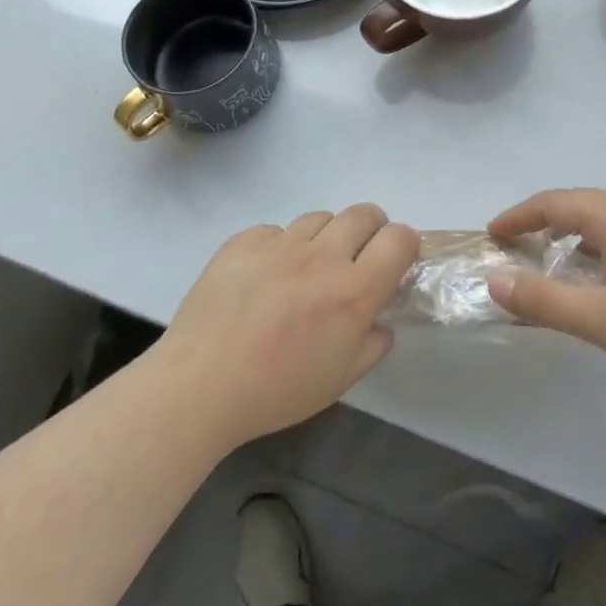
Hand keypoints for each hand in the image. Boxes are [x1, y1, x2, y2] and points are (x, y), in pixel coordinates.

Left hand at [155, 205, 418, 447]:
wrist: (199, 385)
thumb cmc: (275, 392)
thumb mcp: (339, 381)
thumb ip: (372, 346)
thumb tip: (381, 322)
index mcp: (352, 292)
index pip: (399, 239)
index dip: (405, 244)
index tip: (395, 261)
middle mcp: (321, 257)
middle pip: (364, 214)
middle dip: (372, 230)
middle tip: (357, 258)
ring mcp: (280, 244)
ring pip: (320, 218)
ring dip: (326, 237)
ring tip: (307, 269)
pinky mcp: (244, 240)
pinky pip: (276, 231)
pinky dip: (281, 247)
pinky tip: (265, 277)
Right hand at [487, 188, 605, 386]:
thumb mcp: (600, 319)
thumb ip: (543, 300)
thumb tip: (493, 279)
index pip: (554, 203)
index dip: (519, 215)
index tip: (493, 234)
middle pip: (580, 205)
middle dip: (542, 221)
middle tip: (517, 246)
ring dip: (572, 235)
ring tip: (554, 263)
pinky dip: (598, 249)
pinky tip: (604, 282)